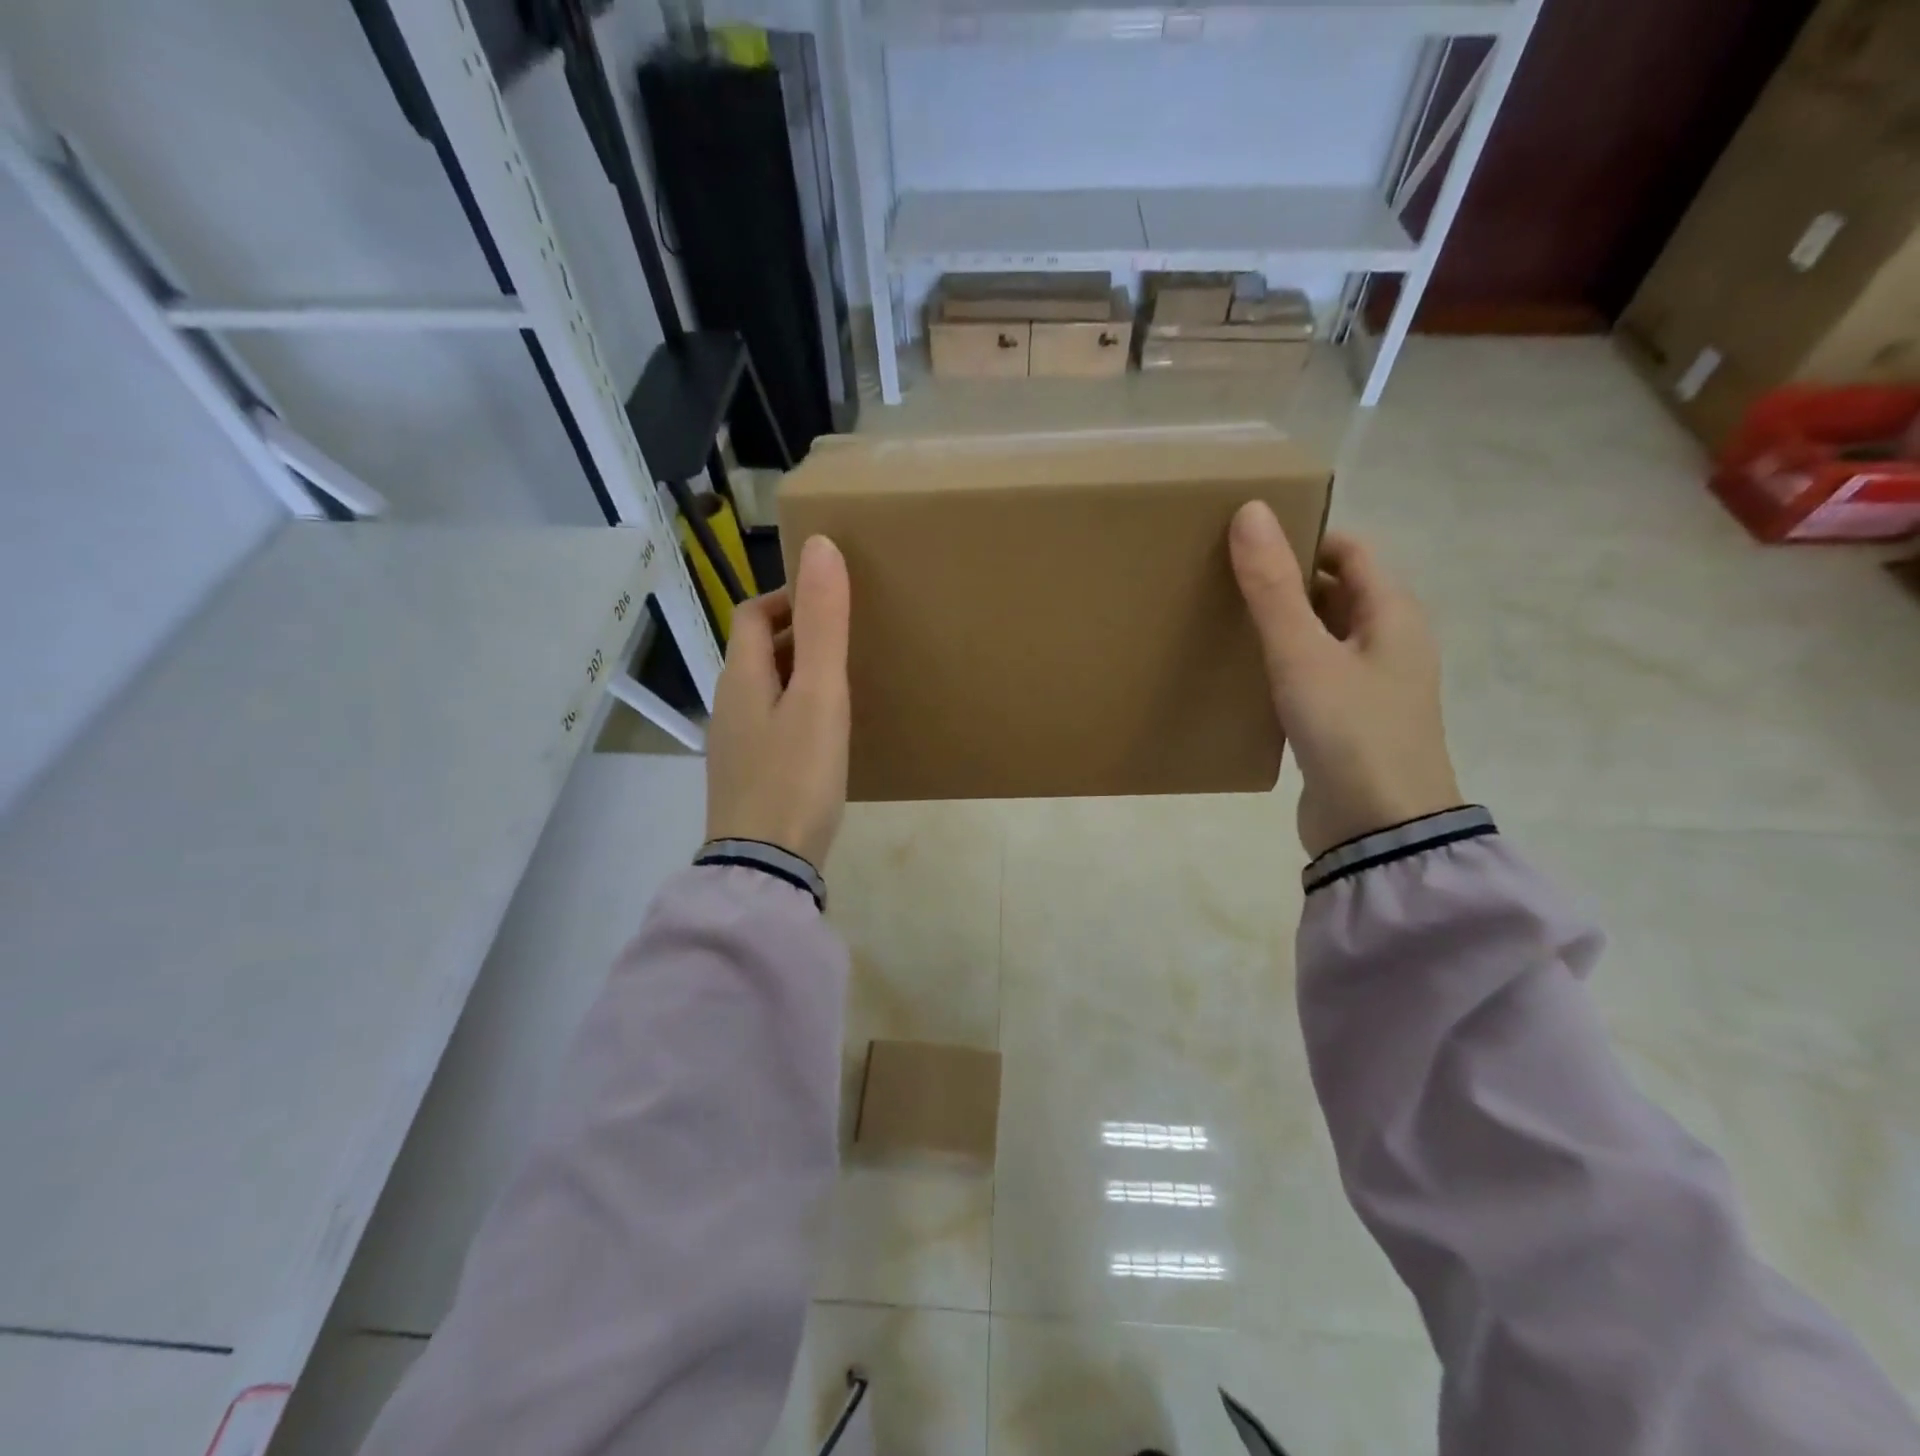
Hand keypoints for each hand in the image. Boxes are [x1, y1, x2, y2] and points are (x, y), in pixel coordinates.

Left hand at [704, 535, 850, 869]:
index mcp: (739, 678)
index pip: (749, 614)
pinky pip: (769, 723)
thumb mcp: (819, 696)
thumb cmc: (795, 775)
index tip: (830, 600)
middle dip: (794, 634)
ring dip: (796, 674)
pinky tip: (824, 734)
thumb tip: (820, 547)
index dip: (786, 597)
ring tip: (841, 682)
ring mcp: (734, 745)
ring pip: (763, 690)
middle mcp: (728, 706)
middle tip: (845, 639)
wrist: (766, 865)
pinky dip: (795, 710)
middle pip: (754, 651)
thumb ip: (823, 625)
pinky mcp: (748, 776)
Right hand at [1229, 503, 1462, 858]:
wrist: (1378, 831)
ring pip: (1321, 635)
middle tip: (1223, 577)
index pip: (1351, 550)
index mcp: (1393, 615)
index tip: (1248, 540)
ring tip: (1223, 619)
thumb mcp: (1303, 655)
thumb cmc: (1350, 732)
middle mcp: (1388, 643)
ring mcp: (1369, 685)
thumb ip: (1273, 587)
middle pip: (1336, 591)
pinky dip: (1282, 664)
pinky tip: (1242, 673)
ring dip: (1281, 624)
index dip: (1304, 536)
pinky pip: (1312, 674)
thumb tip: (1251, 511)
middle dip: (1285, 580)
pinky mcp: (1346, 721)